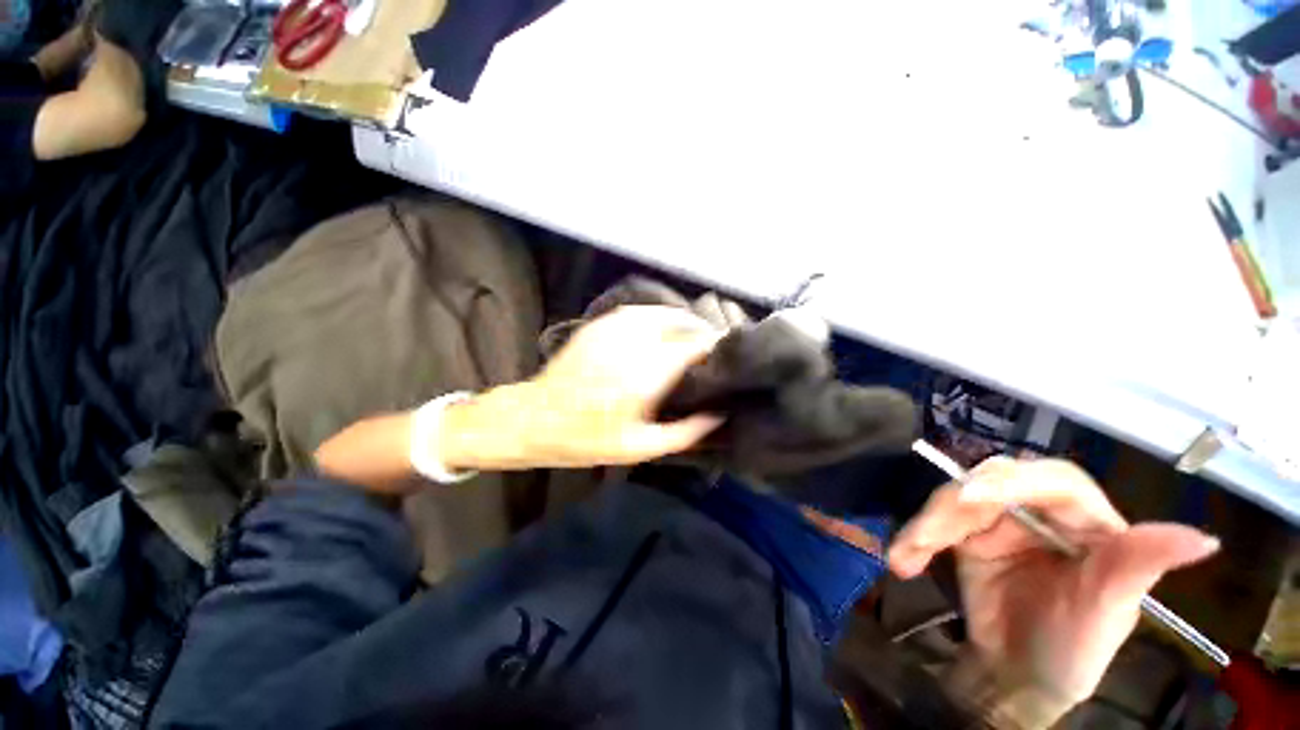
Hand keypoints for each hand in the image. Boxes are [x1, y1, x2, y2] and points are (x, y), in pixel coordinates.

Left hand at [440, 306, 724, 470]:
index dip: (712, 346)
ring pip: (658, 312)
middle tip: (711, 344)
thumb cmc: (586, 439)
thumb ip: (684, 433)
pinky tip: (660, 328)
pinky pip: (635, 313)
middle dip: (699, 330)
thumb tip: (718, 416)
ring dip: (680, 319)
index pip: (691, 346)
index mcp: (644, 375)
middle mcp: (631, 345)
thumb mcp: (639, 448)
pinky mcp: (597, 326)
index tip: (725, 354)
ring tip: (690, 333)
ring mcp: (611, 330)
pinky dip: (655, 316)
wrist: (534, 419)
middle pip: (678, 323)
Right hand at [887, 458, 1218, 710]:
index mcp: (1088, 521)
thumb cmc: (1074, 651)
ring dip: (923, 526)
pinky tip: (901, 560)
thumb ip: (1140, 568)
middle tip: (925, 537)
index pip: (1055, 481)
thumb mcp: (1109, 614)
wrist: (1017, 677)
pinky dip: (912, 539)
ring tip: (904, 558)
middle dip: (951, 507)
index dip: (1012, 481)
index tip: (972, 498)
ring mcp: (998, 521)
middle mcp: (1041, 512)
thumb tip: (1203, 539)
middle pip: (989, 482)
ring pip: (951, 501)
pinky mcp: (965, 535)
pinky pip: (932, 524)